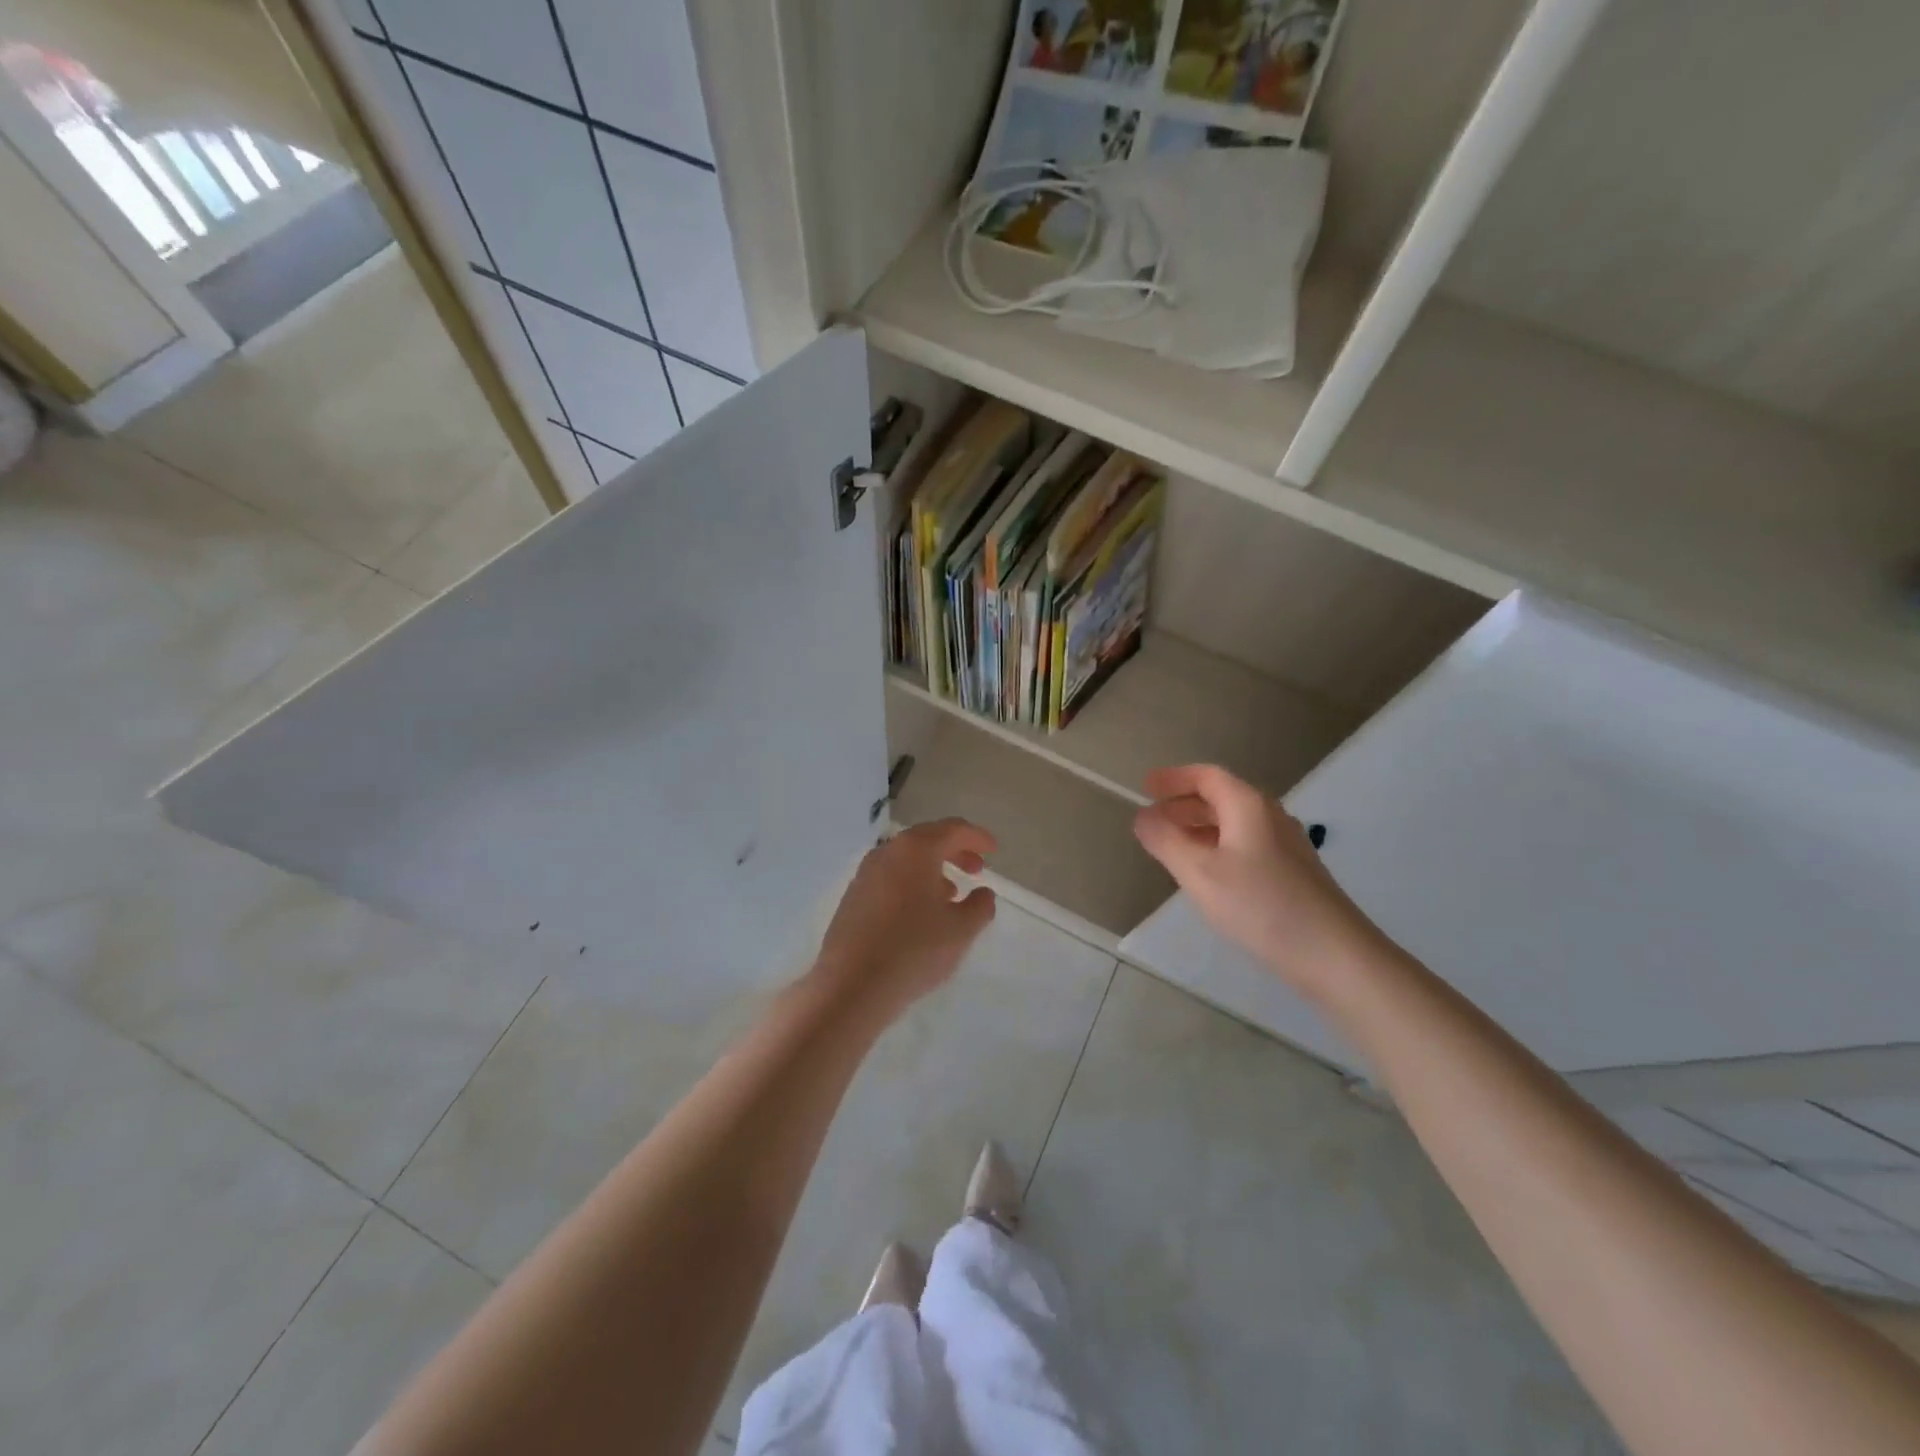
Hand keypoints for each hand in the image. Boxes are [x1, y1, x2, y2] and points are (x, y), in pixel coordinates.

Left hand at [814, 818, 996, 1023]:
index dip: (977, 837)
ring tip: (951, 893)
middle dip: (955, 850)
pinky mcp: (853, 897)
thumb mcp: (961, 931)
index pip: (953, 829)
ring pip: (906, 859)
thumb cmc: (914, 950)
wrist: (851, 986)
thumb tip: (983, 893)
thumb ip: (980, 906)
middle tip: (976, 869)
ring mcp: (865, 874)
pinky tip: (920, 912)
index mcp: (916, 850)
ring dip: (932, 868)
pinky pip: (890, 877)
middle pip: (927, 839)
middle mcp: (887, 852)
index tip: (993, 849)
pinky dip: (911, 883)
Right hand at [1133, 764, 1380, 1002]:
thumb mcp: (1200, 873)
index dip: (1173, 778)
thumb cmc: (1260, 905)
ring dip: (1199, 827)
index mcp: (1248, 806)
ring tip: (1171, 845)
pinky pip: (1245, 844)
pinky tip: (1207, 874)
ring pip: (1233, 823)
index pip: (1207, 776)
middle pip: (1221, 797)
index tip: (1144, 787)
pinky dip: (1217, 846)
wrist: (1335, 955)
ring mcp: (1285, 845)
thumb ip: (1166, 840)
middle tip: (1151, 818)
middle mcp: (1270, 816)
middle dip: (1183, 803)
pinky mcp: (1292, 873)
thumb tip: (1143, 816)